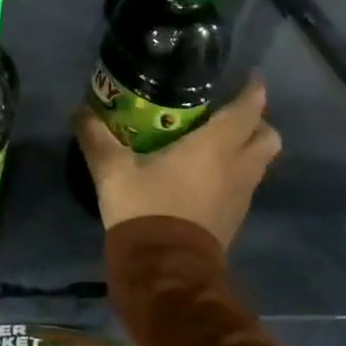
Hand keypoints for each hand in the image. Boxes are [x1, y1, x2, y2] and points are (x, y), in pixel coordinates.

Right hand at [71, 76, 280, 250]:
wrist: (165, 269)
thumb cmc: (145, 208)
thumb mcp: (111, 168)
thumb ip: (95, 135)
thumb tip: (78, 110)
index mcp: (214, 147)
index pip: (247, 109)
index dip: (253, 90)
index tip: (249, 75)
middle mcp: (237, 166)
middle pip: (267, 136)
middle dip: (256, 120)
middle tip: (228, 111)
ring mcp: (241, 194)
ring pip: (260, 161)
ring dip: (247, 146)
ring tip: (216, 140)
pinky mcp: (235, 217)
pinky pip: (246, 183)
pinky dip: (236, 171)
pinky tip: (207, 172)